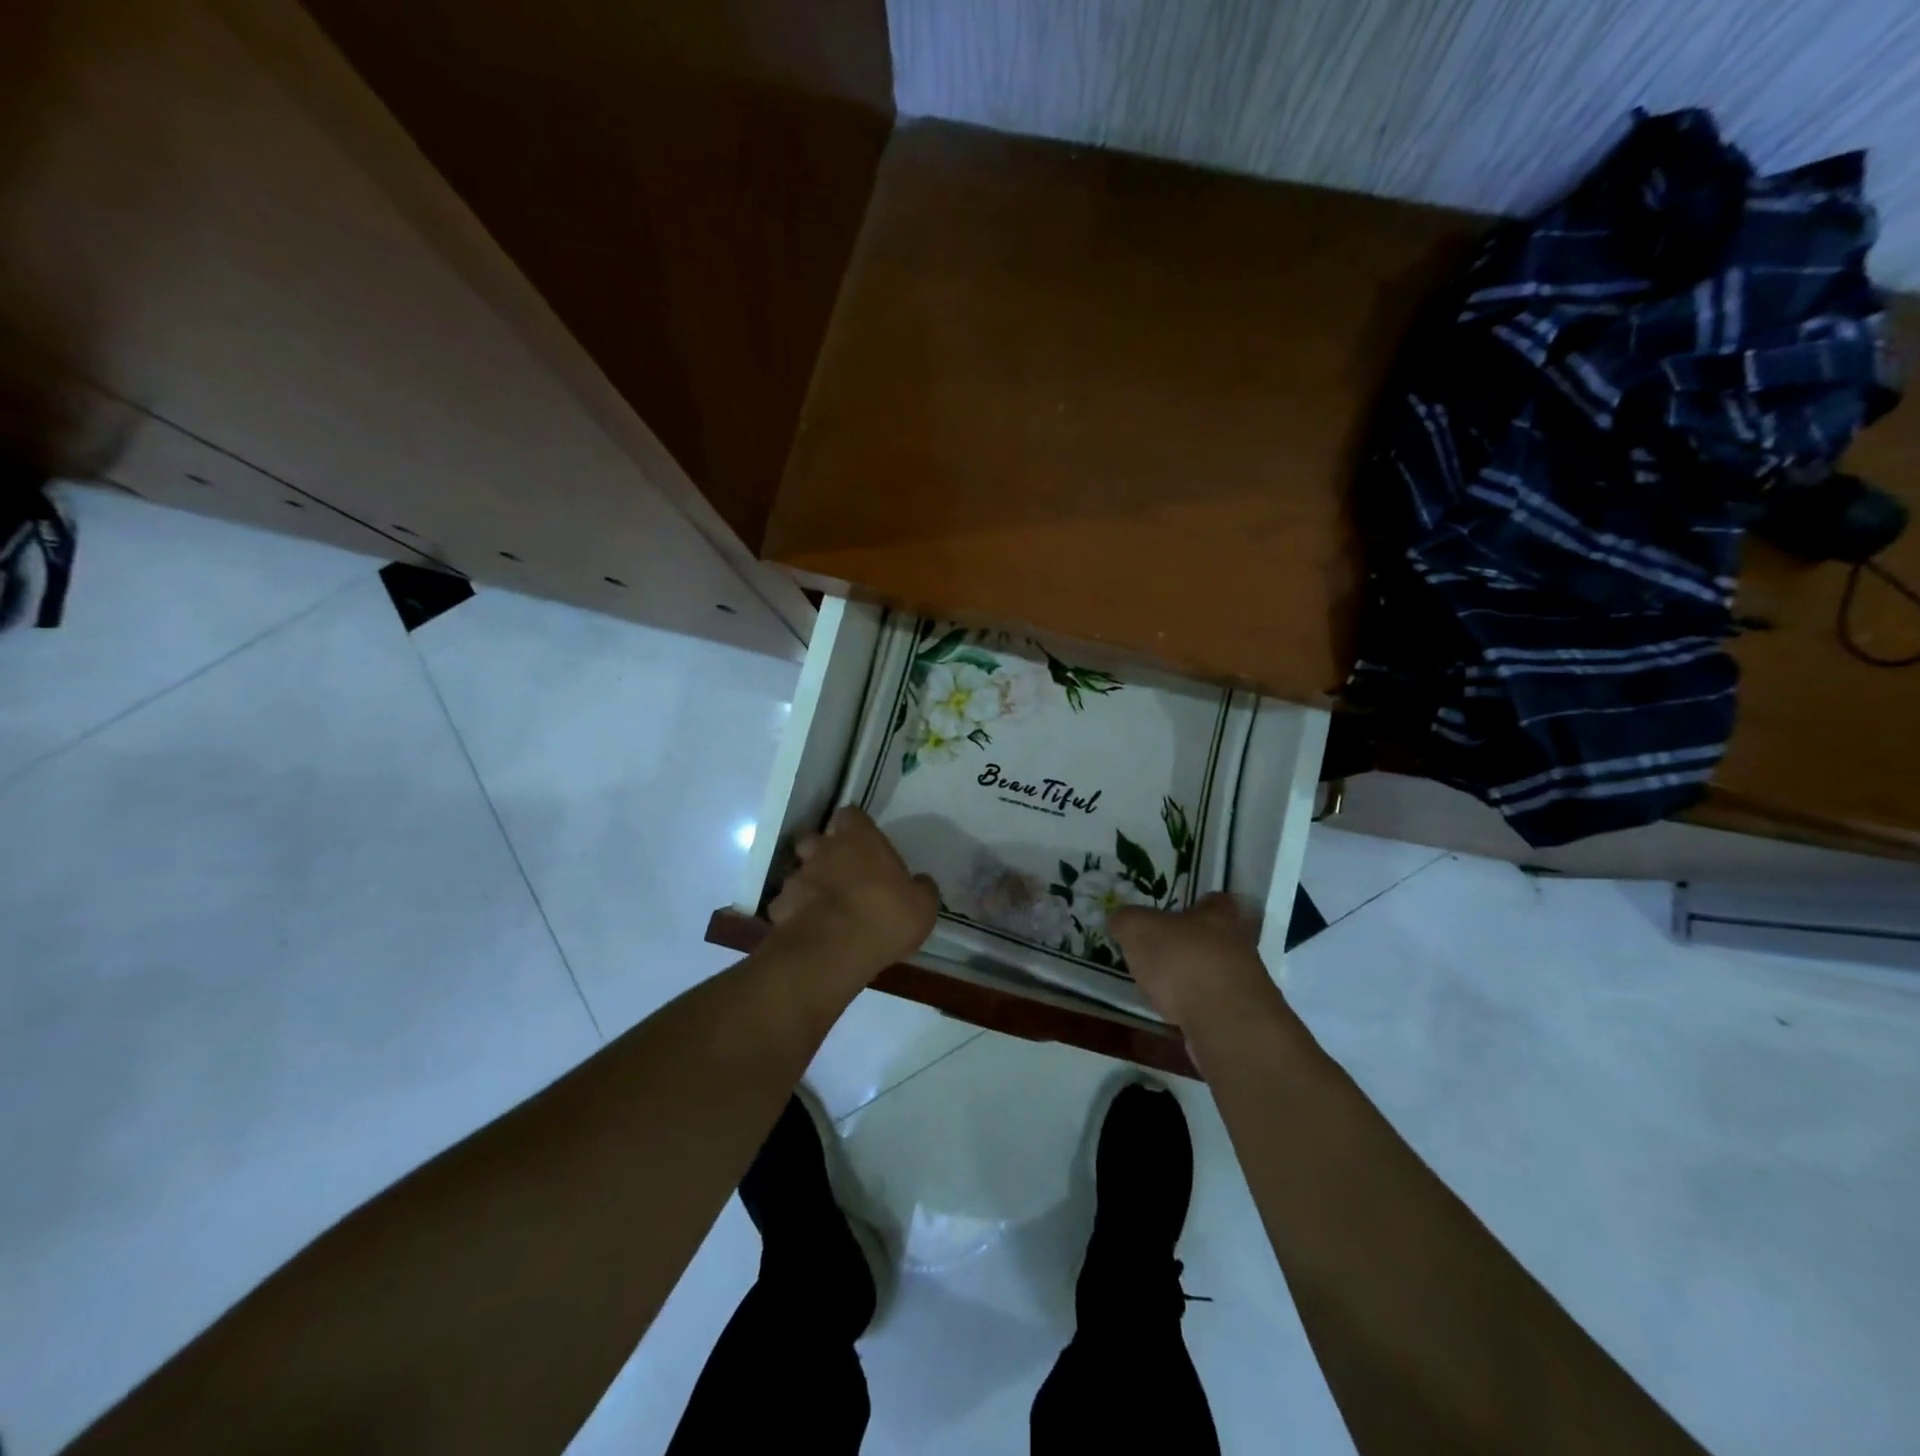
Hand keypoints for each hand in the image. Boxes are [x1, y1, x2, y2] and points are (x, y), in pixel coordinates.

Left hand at [766, 807, 938, 980]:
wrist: (834, 951)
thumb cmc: (885, 916)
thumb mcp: (923, 906)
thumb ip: (921, 888)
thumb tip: (920, 882)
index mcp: (859, 839)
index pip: (850, 815)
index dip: (855, 826)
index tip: (863, 841)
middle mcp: (823, 850)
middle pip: (814, 839)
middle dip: (822, 851)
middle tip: (840, 872)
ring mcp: (797, 878)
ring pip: (798, 872)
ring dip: (808, 884)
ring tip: (822, 905)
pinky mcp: (779, 908)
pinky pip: (786, 905)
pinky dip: (794, 913)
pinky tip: (807, 928)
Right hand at [1109, 893, 1281, 1031]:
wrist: (1225, 1023)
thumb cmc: (1183, 961)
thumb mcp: (1138, 929)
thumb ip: (1126, 920)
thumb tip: (1120, 920)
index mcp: (1221, 915)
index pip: (1217, 900)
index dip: (1198, 904)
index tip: (1177, 913)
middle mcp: (1240, 945)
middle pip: (1218, 938)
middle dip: (1193, 945)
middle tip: (1162, 951)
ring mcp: (1246, 984)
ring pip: (1216, 973)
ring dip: (1194, 979)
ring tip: (1162, 987)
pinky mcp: (1241, 1019)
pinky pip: (1214, 1006)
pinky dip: (1196, 1009)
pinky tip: (1174, 1015)